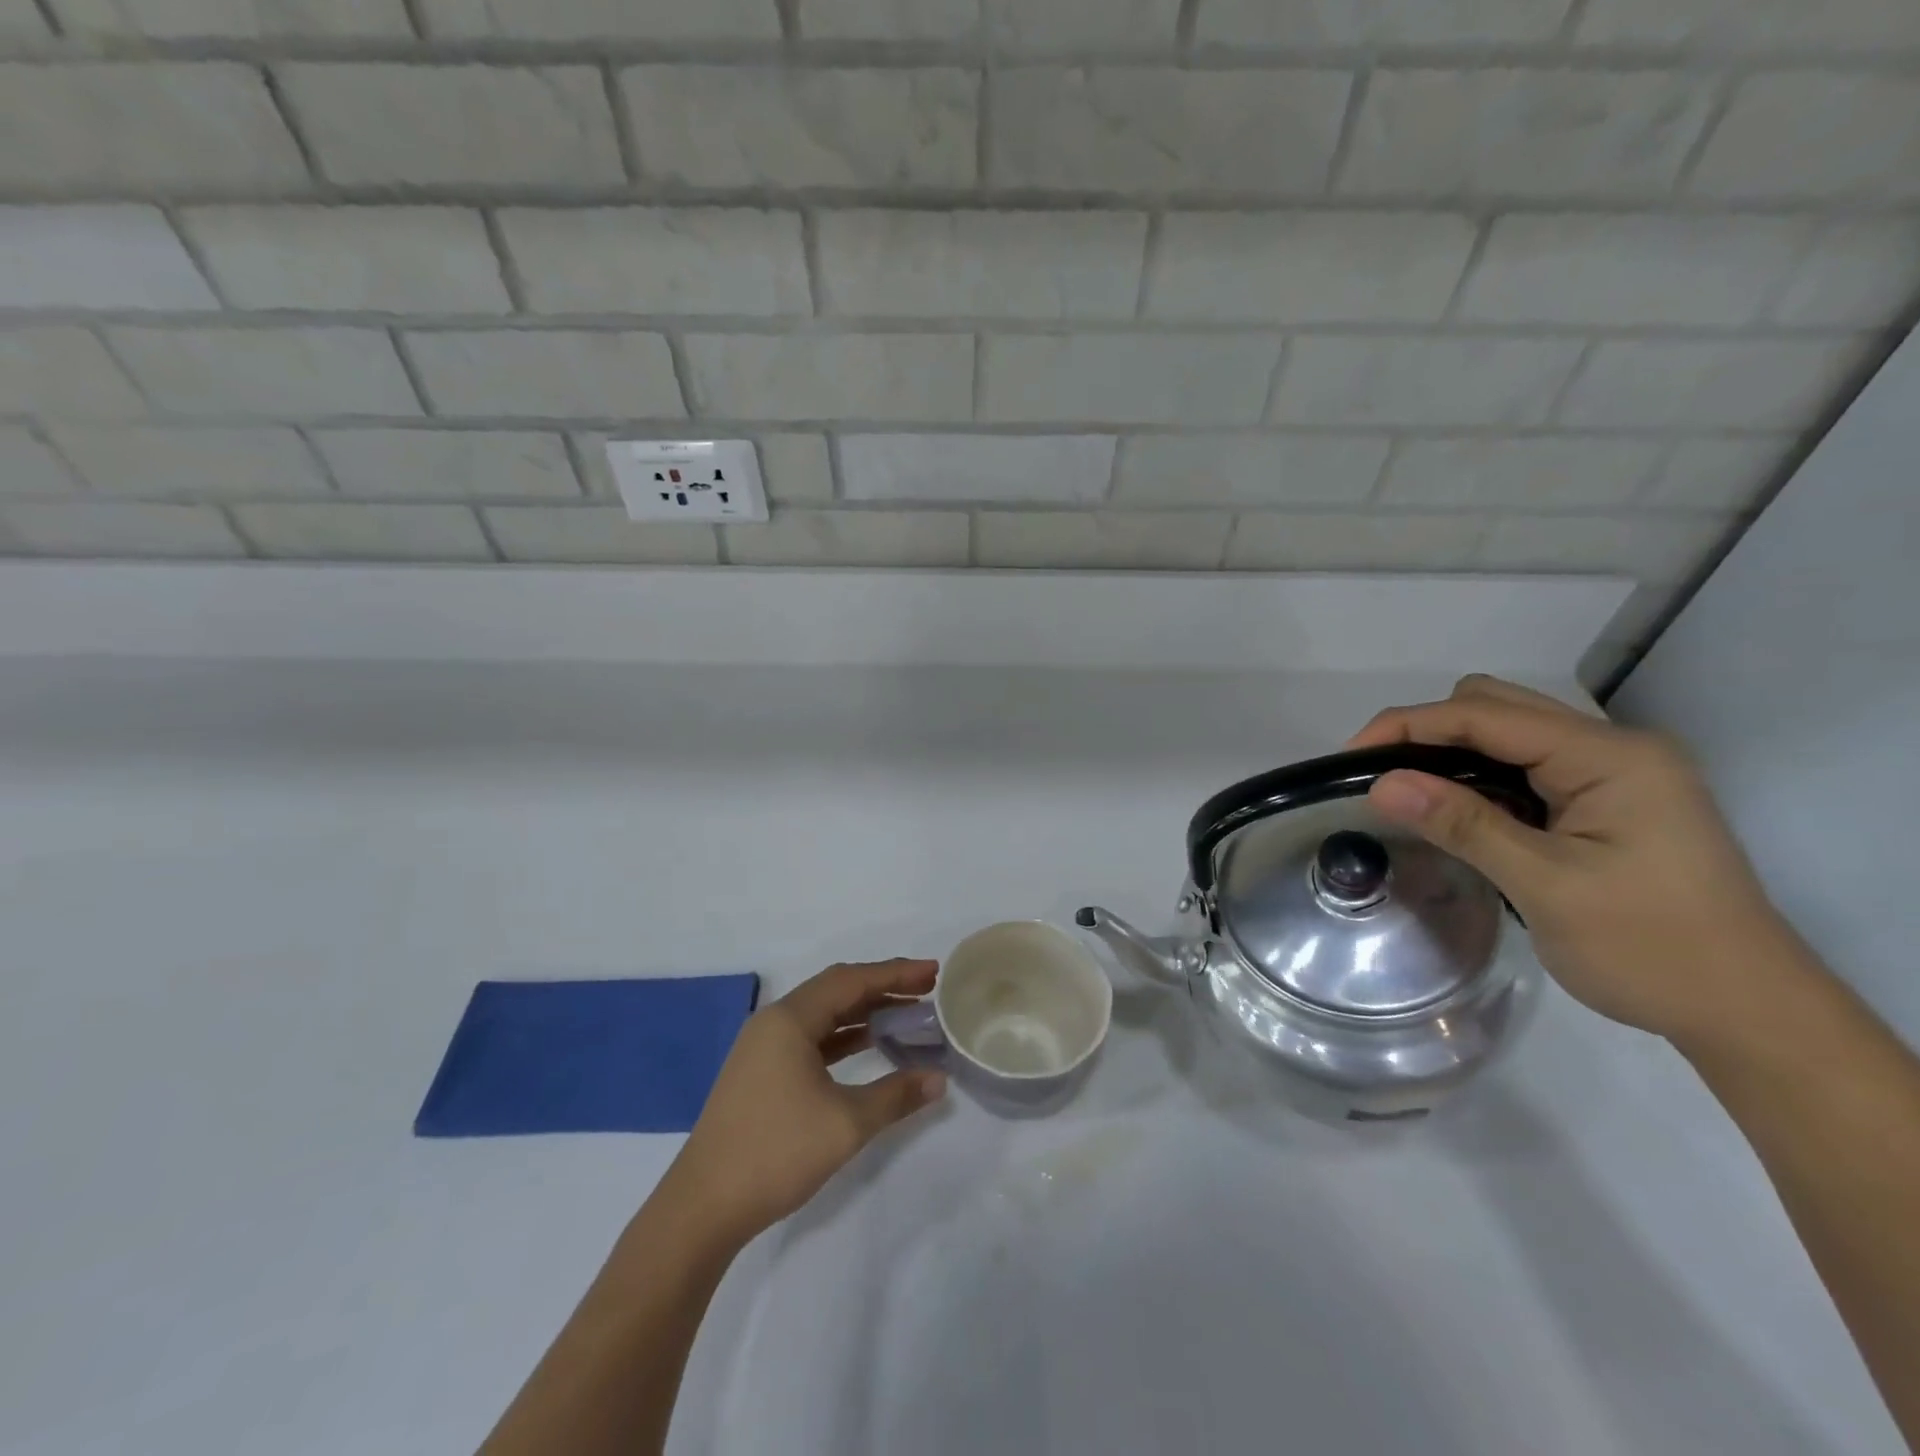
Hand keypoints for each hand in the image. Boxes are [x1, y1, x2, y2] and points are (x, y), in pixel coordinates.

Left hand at [666, 959, 946, 1245]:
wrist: (702, 1208)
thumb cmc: (776, 1152)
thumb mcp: (846, 1124)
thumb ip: (895, 1096)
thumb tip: (938, 1079)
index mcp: (789, 1020)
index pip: (851, 981)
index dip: (895, 974)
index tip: (933, 973)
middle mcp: (774, 1022)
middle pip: (836, 990)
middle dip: (882, 987)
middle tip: (925, 990)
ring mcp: (764, 1047)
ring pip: (823, 1015)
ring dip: (863, 1012)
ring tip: (906, 1015)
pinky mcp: (761, 1072)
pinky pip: (811, 1038)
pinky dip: (843, 1036)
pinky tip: (869, 1045)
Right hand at [1348, 675, 1807, 1045]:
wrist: (1747, 1012)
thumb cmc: (1651, 949)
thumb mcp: (1546, 886)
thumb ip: (1463, 825)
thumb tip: (1381, 784)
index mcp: (1610, 757)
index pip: (1486, 715)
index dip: (1410, 726)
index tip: (1349, 758)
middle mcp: (1614, 748)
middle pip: (1496, 706)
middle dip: (1427, 731)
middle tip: (1380, 777)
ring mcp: (1614, 773)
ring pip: (1508, 732)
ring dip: (1451, 751)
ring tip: (1407, 792)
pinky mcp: (1606, 799)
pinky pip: (1524, 765)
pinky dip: (1477, 775)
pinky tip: (1455, 809)